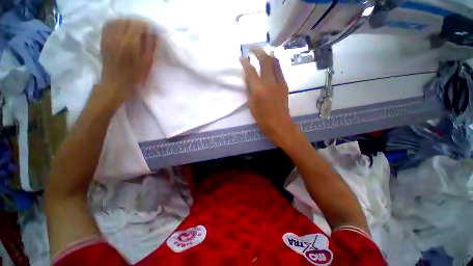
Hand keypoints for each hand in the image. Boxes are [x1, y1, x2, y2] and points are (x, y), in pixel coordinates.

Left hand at [98, 19, 157, 104]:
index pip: (138, 25)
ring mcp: (108, 38)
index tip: (152, 31)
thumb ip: (150, 46)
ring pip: (117, 21)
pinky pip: (108, 25)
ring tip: (133, 30)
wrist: (115, 84)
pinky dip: (116, 24)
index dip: (147, 26)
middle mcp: (117, 37)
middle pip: (128, 21)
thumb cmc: (135, 77)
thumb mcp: (147, 64)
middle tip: (144, 31)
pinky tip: (122, 30)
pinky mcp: (103, 40)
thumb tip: (153, 33)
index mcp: (130, 43)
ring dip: (127, 23)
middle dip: (137, 24)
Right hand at [239, 48, 296, 146]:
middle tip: (252, 48)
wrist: (279, 124)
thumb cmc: (262, 118)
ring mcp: (279, 82)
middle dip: (258, 51)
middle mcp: (270, 82)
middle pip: (265, 61)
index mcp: (259, 89)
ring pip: (275, 63)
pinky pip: (280, 70)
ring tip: (263, 52)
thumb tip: (248, 78)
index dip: (245, 62)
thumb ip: (249, 90)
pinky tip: (271, 63)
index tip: (241, 57)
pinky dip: (275, 64)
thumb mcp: (251, 105)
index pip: (251, 71)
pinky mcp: (285, 85)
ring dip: (268, 55)